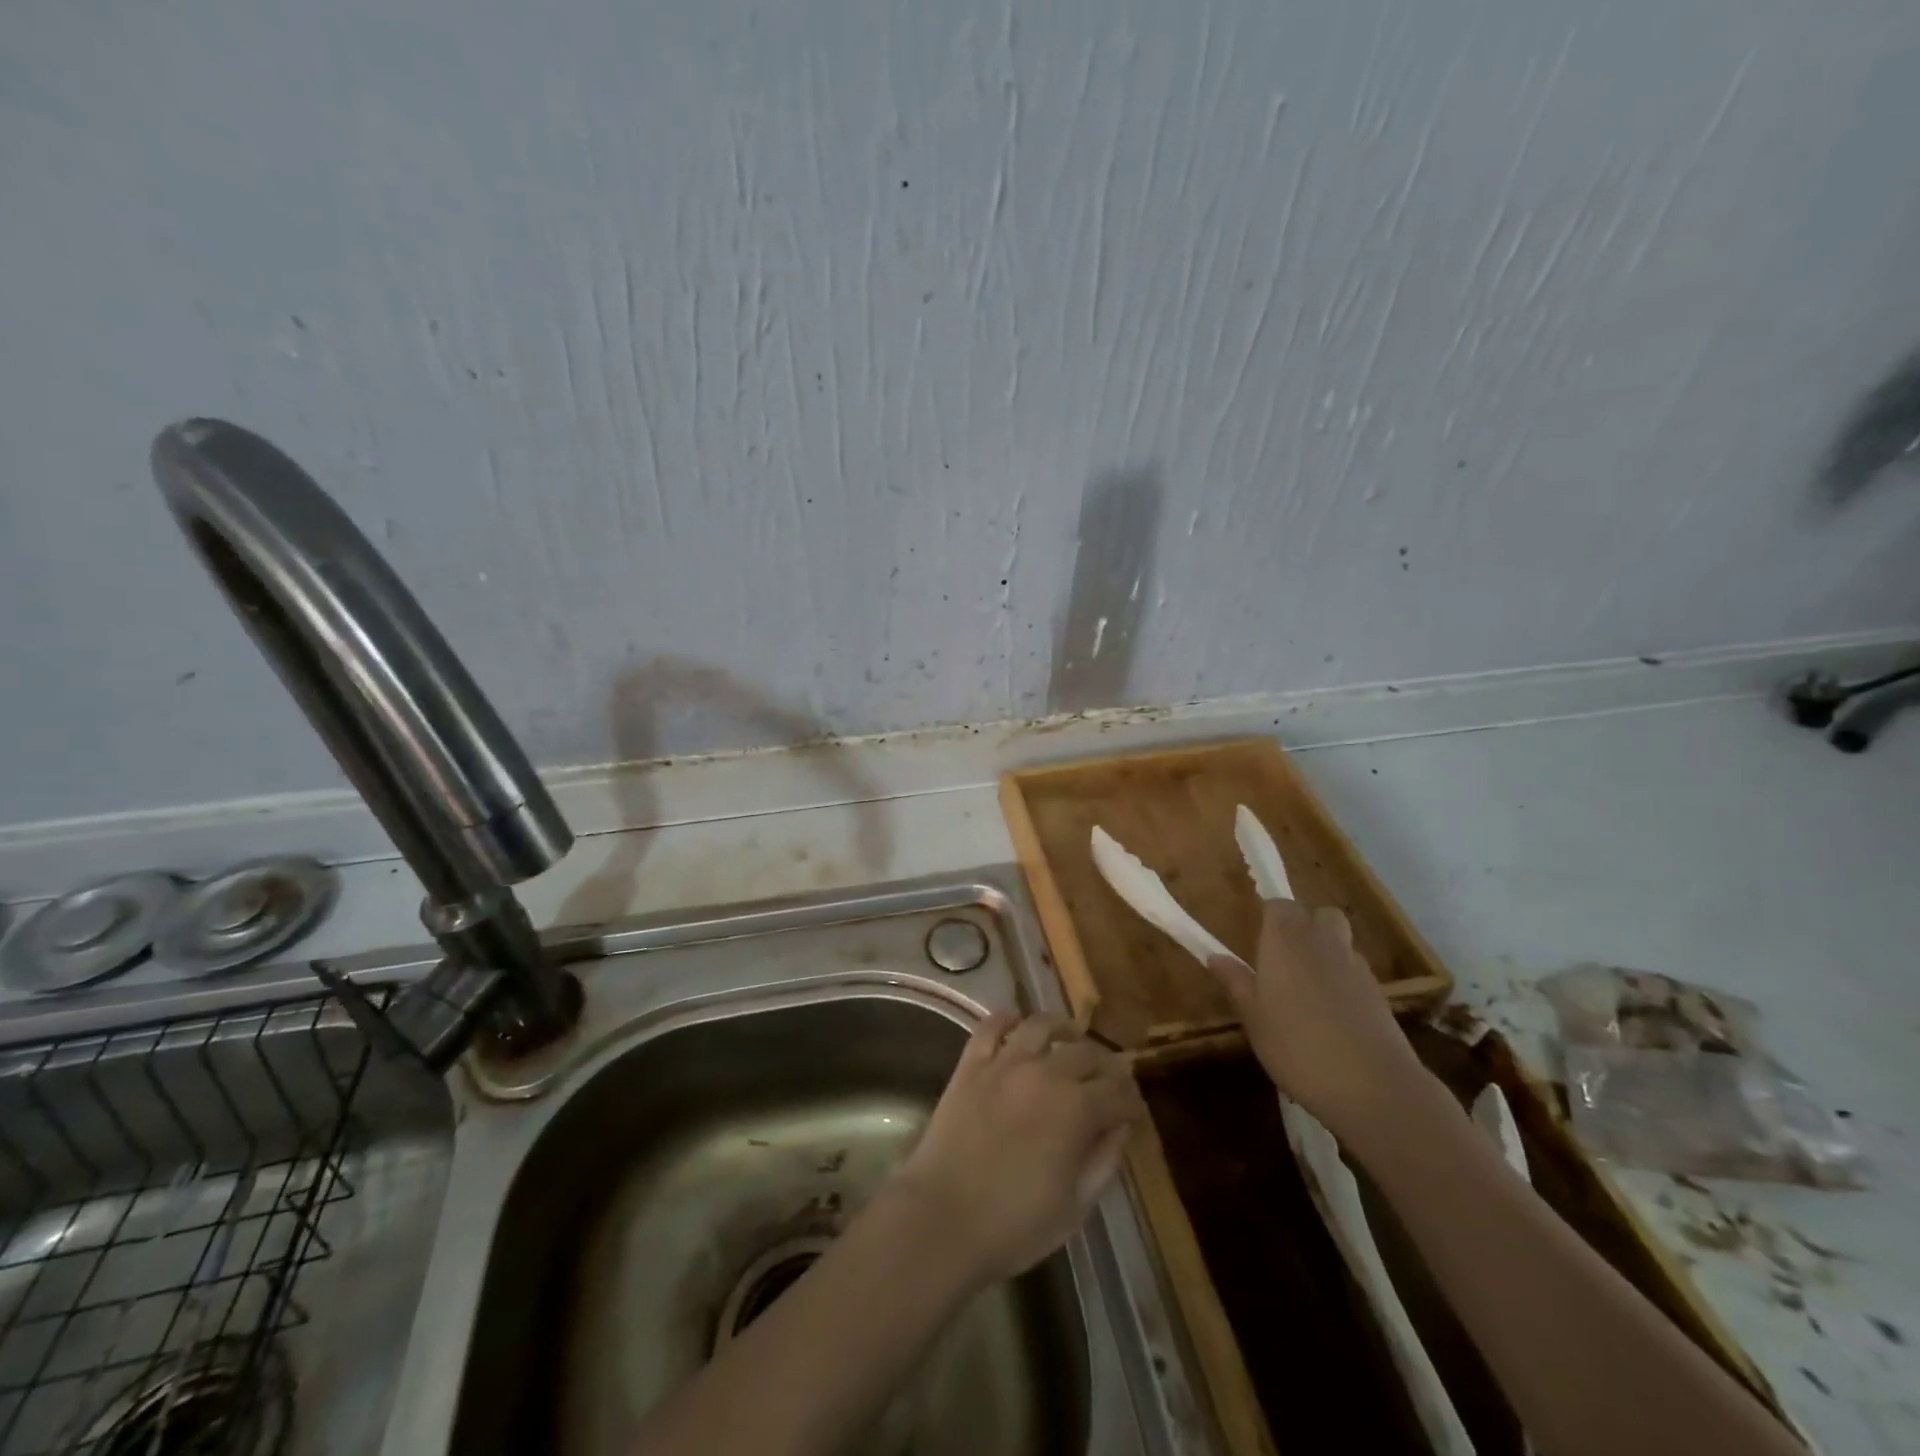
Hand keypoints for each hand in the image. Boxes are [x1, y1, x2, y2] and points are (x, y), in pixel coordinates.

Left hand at [894, 1013, 1145, 1286]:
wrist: (942, 1219)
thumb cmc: (1014, 1225)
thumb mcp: (1075, 1205)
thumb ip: (1104, 1160)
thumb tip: (1121, 1126)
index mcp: (1077, 1109)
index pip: (1118, 1091)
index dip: (1131, 1100)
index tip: (1134, 1110)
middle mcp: (1045, 1073)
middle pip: (1086, 1053)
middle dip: (1105, 1066)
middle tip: (1108, 1079)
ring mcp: (1005, 1063)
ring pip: (1041, 1026)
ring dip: (1062, 1029)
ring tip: (1069, 1038)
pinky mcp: (971, 1063)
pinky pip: (992, 1026)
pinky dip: (1007, 1018)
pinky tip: (1017, 1024)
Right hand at [1207, 900, 1427, 1143]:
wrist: (1373, 1086)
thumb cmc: (1297, 1045)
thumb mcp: (1253, 1018)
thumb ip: (1236, 983)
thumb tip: (1216, 957)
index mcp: (1286, 939)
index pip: (1278, 905)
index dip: (1268, 916)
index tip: (1256, 936)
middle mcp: (1323, 942)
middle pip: (1319, 914)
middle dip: (1304, 926)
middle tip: (1283, 957)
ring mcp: (1356, 967)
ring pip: (1340, 943)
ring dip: (1325, 953)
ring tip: (1307, 989)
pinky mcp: (1379, 994)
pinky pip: (1355, 972)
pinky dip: (1343, 981)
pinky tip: (1332, 1015)